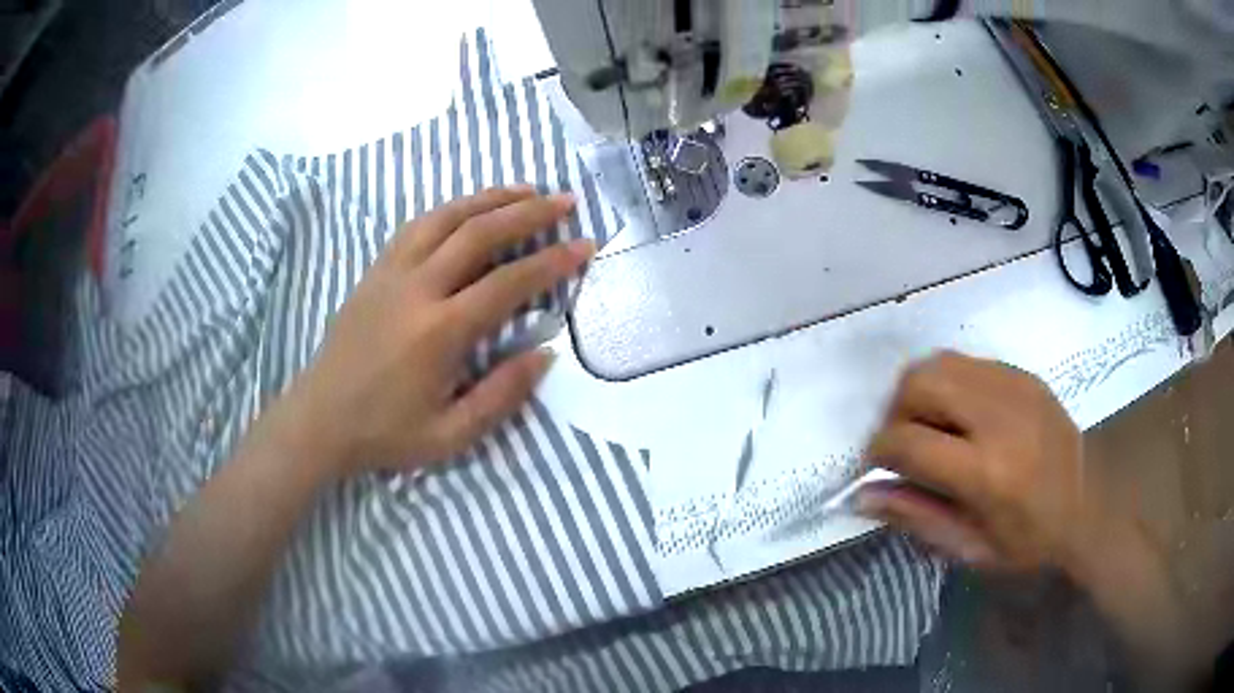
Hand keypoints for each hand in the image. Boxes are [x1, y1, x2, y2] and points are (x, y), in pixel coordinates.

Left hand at [287, 186, 592, 475]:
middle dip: (528, 212)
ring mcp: (391, 273)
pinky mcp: (374, 271)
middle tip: (564, 201)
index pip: (509, 281)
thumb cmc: (386, 433)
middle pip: (479, 232)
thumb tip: (544, 353)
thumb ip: (502, 395)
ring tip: (526, 190)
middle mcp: (417, 288)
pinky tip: (468, 208)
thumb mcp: (451, 435)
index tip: (584, 244)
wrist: (321, 419)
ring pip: (446, 217)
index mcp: (440, 331)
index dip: (553, 260)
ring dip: (490, 198)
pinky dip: (451, 209)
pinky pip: (417, 226)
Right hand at [860, 351, 1105, 578]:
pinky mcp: (1023, 375)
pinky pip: (967, 363)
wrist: (1089, 507)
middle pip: (919, 383)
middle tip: (902, 444)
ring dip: (918, 392)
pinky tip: (959, 416)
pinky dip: (948, 385)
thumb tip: (861, 494)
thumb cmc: (1028, 542)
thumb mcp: (970, 548)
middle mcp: (999, 416)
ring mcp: (1014, 386)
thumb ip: (916, 517)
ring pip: (939, 362)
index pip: (908, 441)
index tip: (876, 468)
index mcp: (987, 472)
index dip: (878, 452)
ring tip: (927, 426)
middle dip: (894, 412)